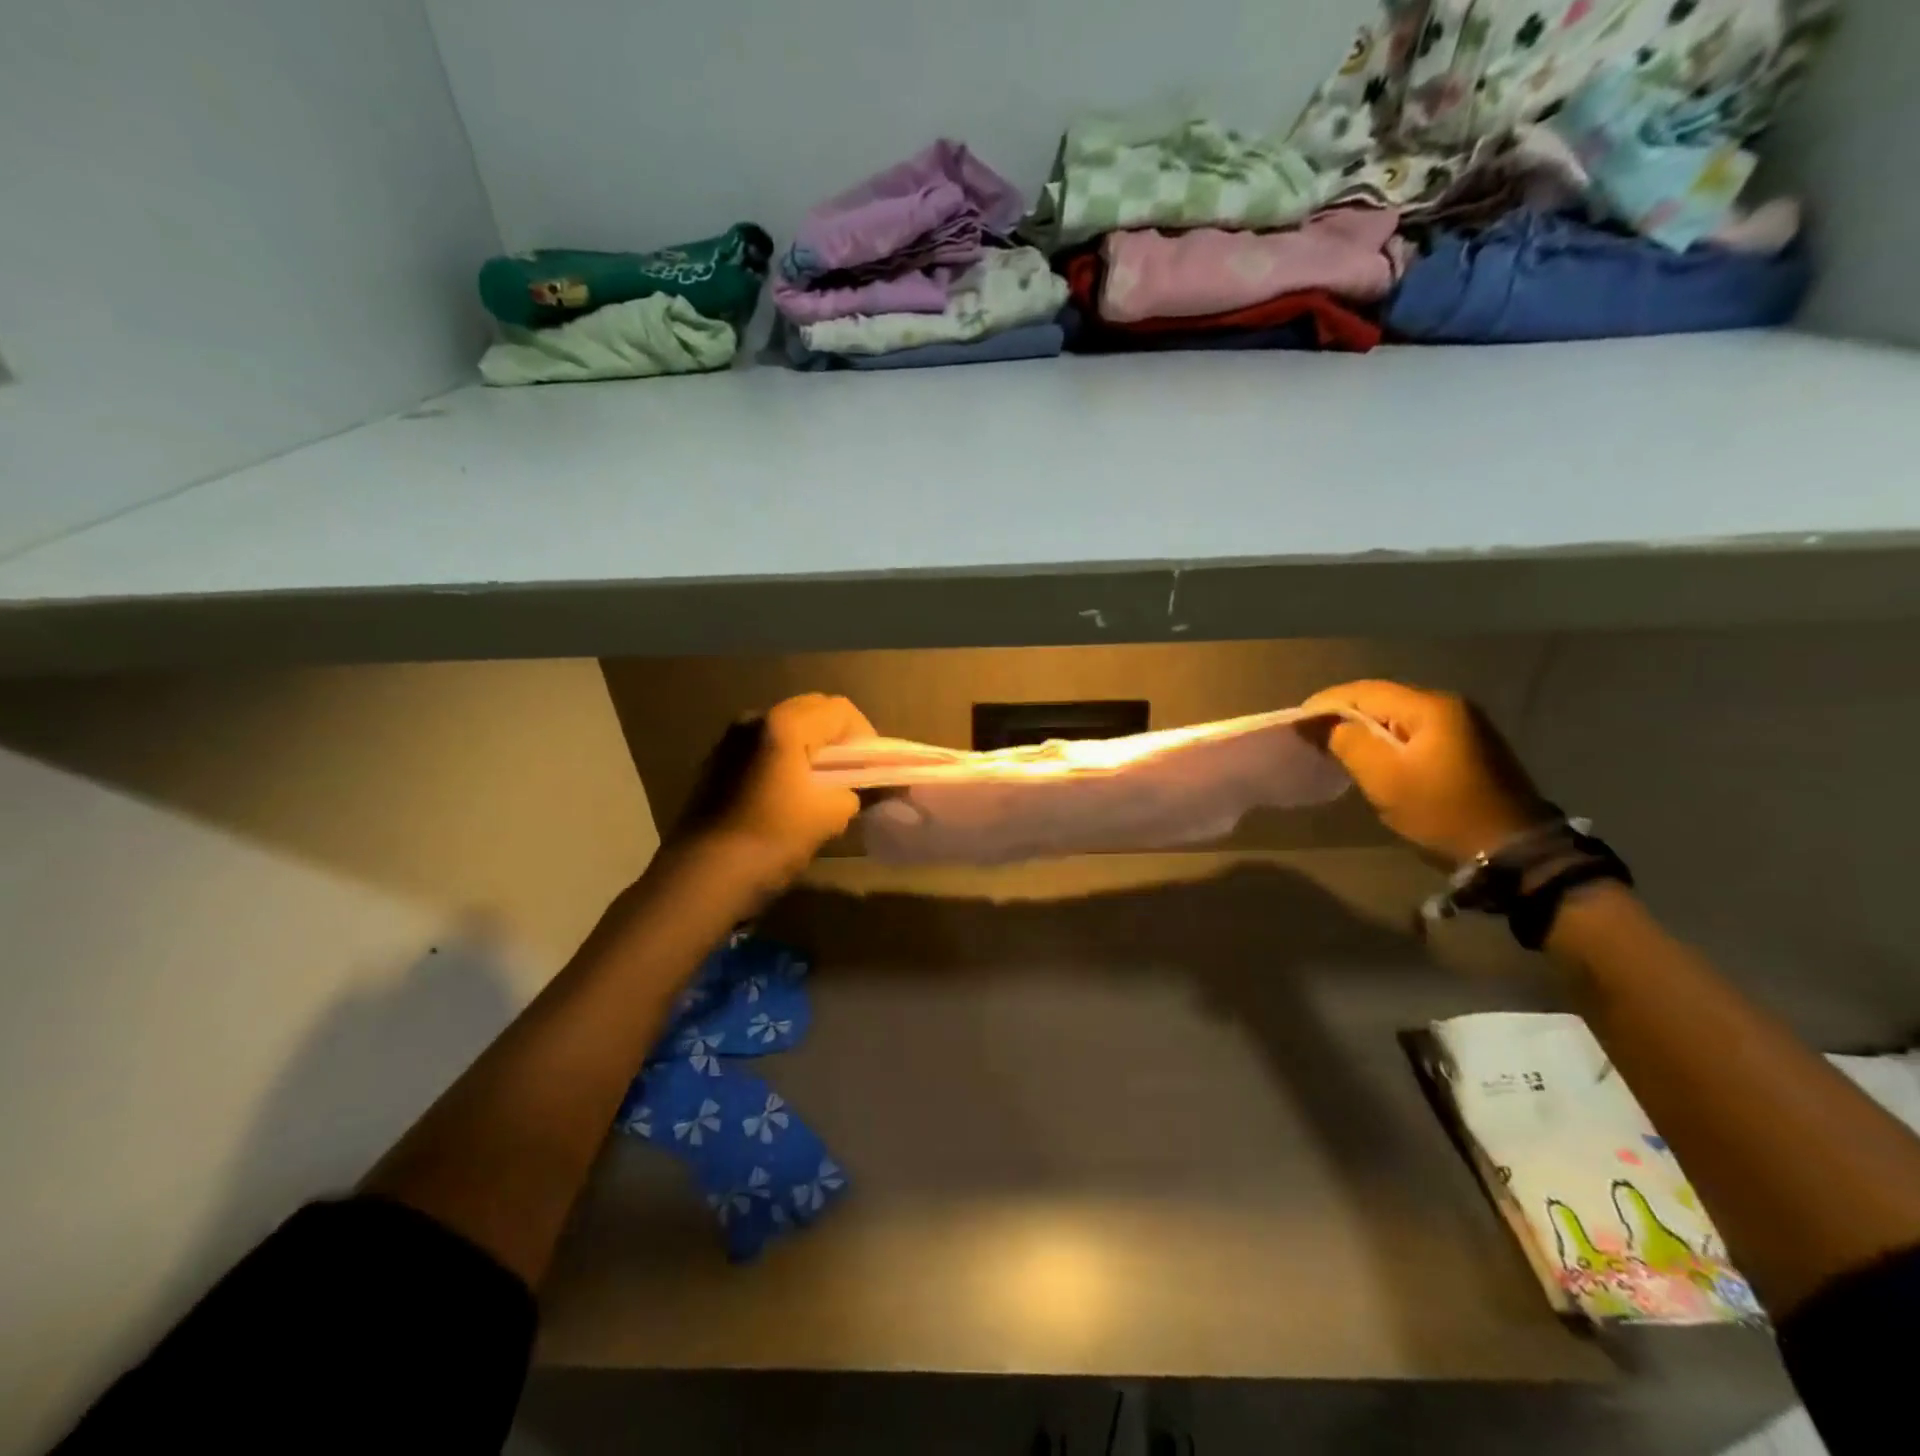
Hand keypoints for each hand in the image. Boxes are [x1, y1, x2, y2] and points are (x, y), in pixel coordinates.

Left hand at [675, 693, 876, 886]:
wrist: (702, 877)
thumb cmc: (771, 840)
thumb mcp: (829, 816)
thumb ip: (854, 792)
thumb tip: (854, 790)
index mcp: (784, 724)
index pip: (840, 711)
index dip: (866, 736)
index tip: (872, 769)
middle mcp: (754, 719)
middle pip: (811, 711)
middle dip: (837, 737)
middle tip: (852, 773)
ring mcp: (729, 740)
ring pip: (784, 729)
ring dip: (809, 747)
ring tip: (821, 786)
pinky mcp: (715, 763)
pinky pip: (762, 749)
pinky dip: (784, 760)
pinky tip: (788, 796)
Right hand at [1302, 680, 1553, 863]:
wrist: (1513, 852)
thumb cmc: (1442, 811)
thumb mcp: (1384, 779)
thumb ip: (1347, 742)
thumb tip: (1319, 723)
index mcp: (1430, 707)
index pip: (1364, 691)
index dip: (1326, 703)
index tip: (1297, 723)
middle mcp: (1450, 706)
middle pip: (1382, 700)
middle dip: (1344, 715)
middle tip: (1312, 736)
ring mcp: (1464, 726)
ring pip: (1398, 717)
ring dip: (1365, 729)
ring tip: (1335, 747)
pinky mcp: (1469, 747)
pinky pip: (1415, 732)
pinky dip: (1387, 740)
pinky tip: (1373, 758)